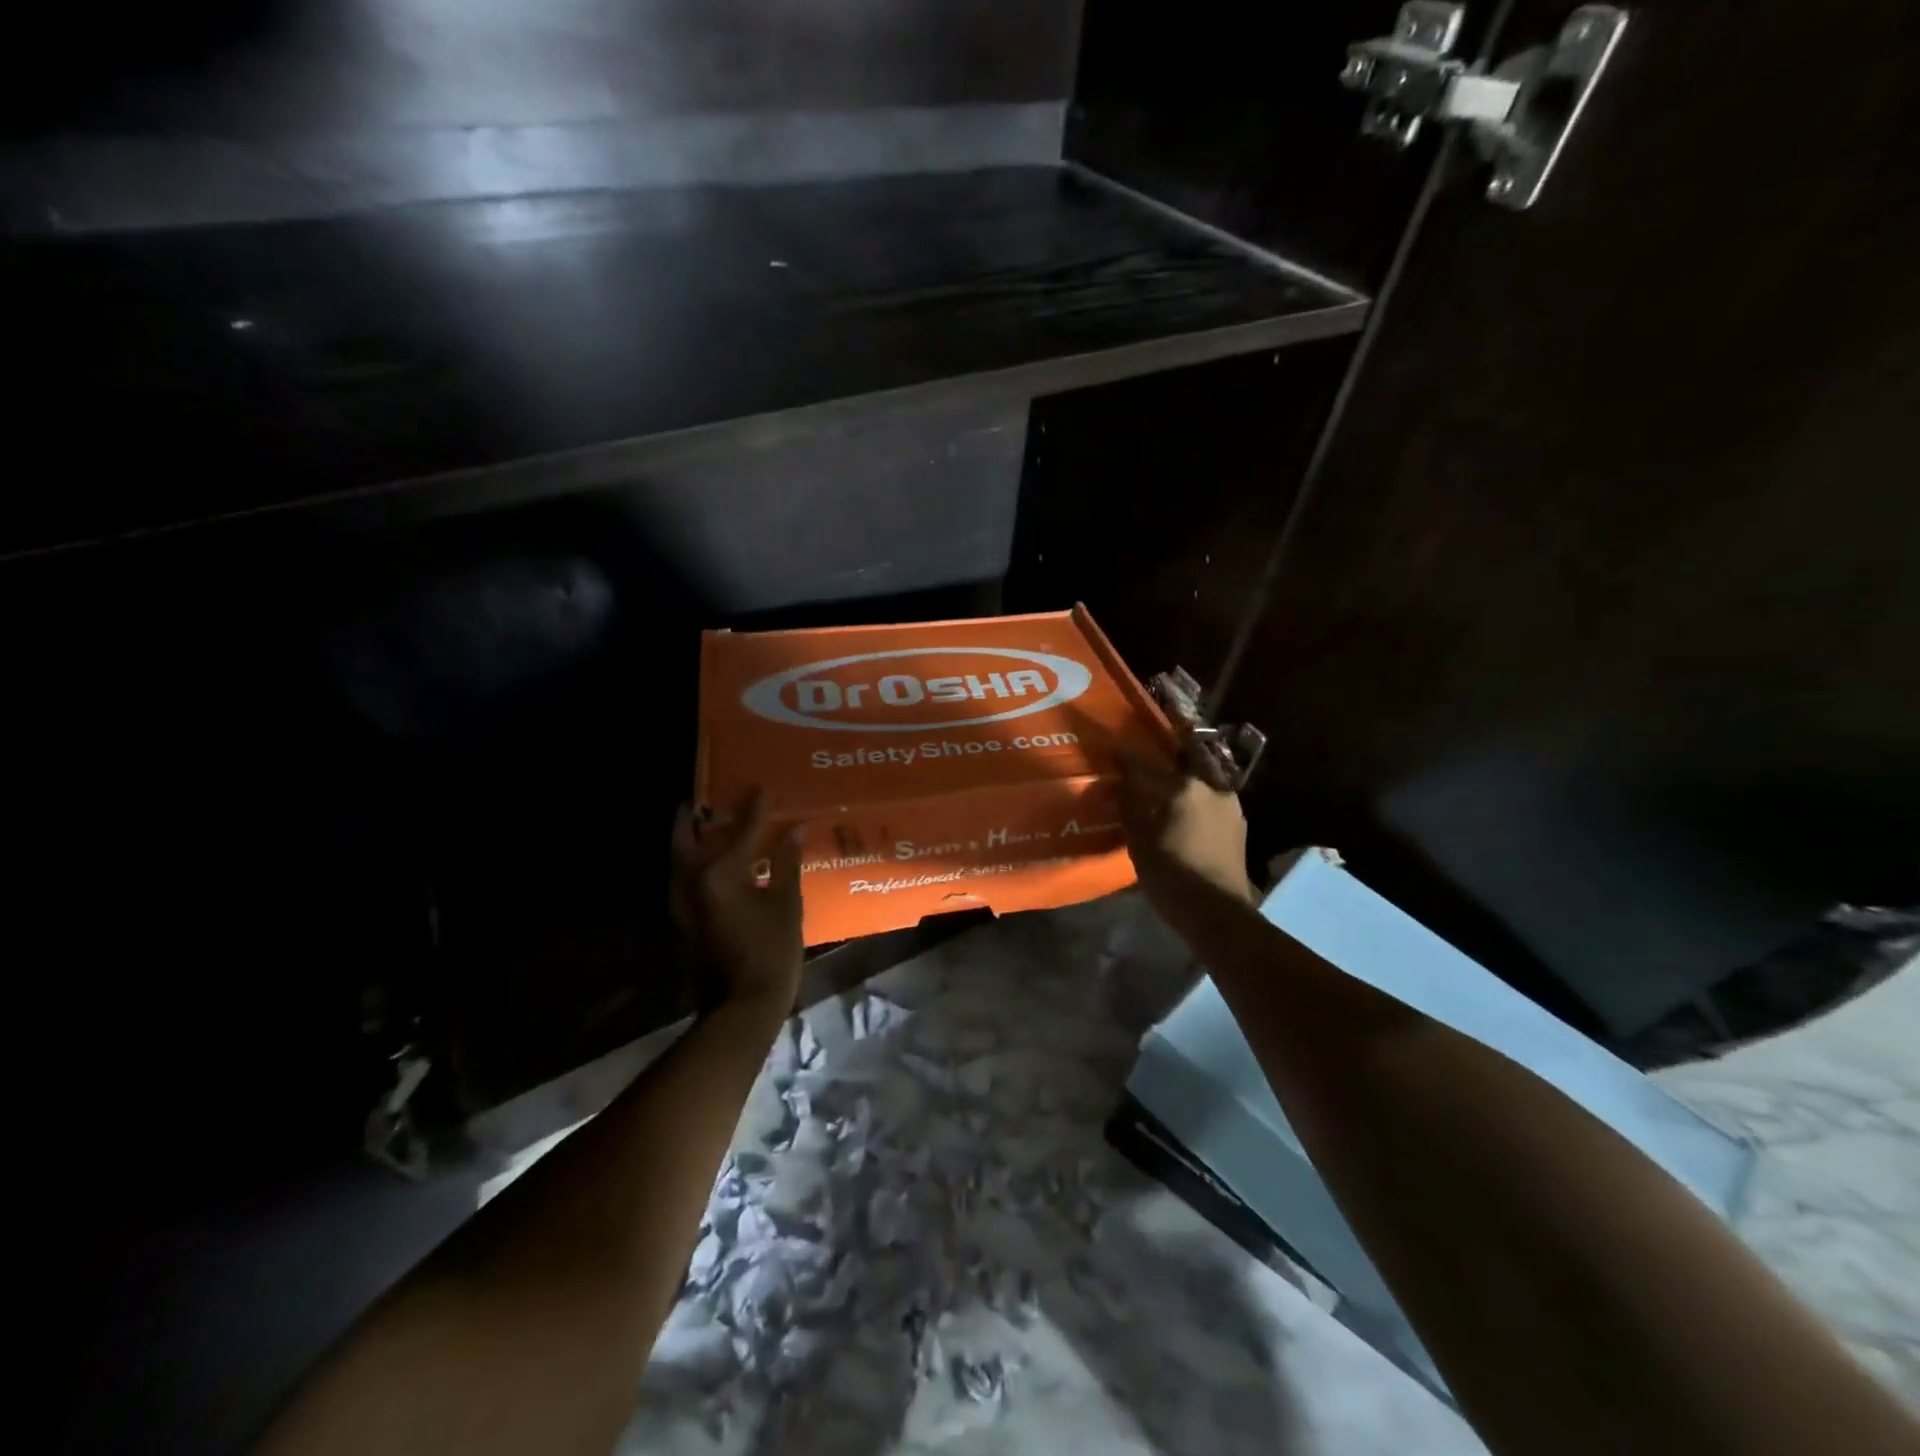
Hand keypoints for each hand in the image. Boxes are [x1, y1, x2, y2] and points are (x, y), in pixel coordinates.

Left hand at [670, 789, 805, 1013]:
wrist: (742, 1006)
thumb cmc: (771, 951)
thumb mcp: (786, 903)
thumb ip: (786, 862)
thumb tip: (795, 828)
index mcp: (718, 874)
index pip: (740, 831)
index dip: (755, 808)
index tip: (762, 788)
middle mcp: (689, 882)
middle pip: (685, 836)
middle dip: (699, 815)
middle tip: (715, 799)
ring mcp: (680, 903)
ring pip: (680, 857)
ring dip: (695, 838)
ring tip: (716, 825)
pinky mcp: (682, 919)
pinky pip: (685, 877)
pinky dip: (698, 862)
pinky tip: (721, 863)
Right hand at [1119, 752, 1255, 906]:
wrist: (1218, 913)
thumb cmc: (1172, 876)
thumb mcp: (1140, 842)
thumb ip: (1129, 806)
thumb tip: (1120, 783)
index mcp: (1184, 788)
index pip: (1147, 764)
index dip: (1127, 755)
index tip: (1114, 744)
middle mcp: (1211, 787)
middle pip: (1192, 753)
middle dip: (1176, 742)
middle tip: (1160, 736)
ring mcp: (1230, 804)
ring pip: (1208, 772)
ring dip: (1191, 766)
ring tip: (1174, 767)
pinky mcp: (1238, 823)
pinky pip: (1215, 793)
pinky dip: (1200, 788)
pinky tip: (1190, 799)